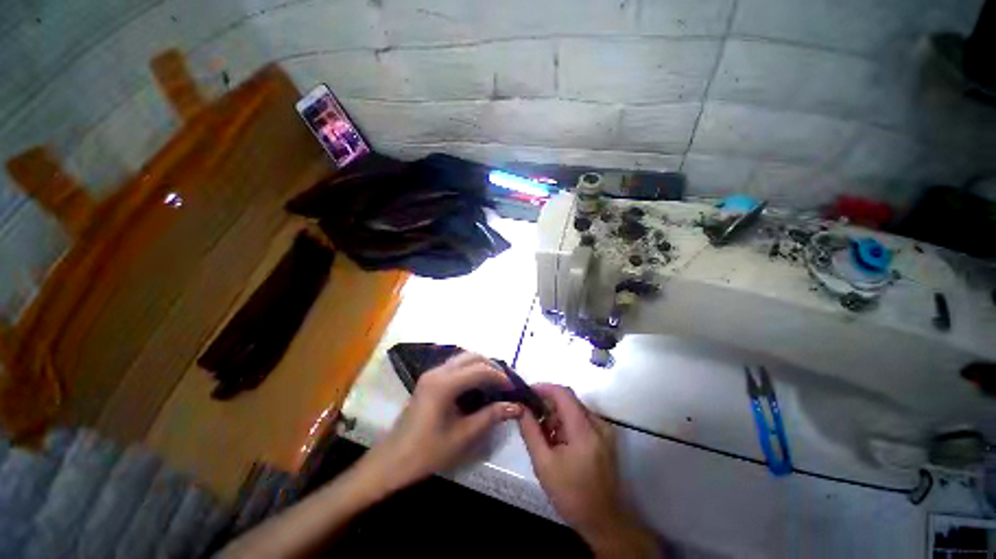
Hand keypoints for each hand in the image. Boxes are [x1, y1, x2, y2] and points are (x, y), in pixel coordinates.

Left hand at [363, 352, 522, 492]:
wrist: (391, 462)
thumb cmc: (426, 452)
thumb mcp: (462, 436)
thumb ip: (490, 417)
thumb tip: (516, 407)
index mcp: (444, 384)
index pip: (479, 370)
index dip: (499, 377)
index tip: (513, 388)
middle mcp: (437, 372)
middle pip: (471, 356)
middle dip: (491, 366)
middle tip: (505, 383)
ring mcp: (431, 374)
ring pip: (463, 359)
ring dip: (481, 366)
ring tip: (495, 383)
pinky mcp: (429, 380)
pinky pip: (455, 366)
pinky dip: (470, 370)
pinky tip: (477, 386)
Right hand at [519, 384, 657, 557]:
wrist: (603, 521)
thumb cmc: (571, 494)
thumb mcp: (543, 463)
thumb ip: (530, 430)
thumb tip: (520, 407)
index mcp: (584, 429)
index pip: (563, 393)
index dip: (543, 388)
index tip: (526, 393)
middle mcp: (597, 423)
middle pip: (568, 400)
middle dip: (547, 404)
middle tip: (530, 416)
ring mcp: (603, 430)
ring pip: (574, 409)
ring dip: (556, 415)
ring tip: (543, 434)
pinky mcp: (604, 437)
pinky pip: (581, 419)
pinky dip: (566, 423)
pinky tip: (557, 440)